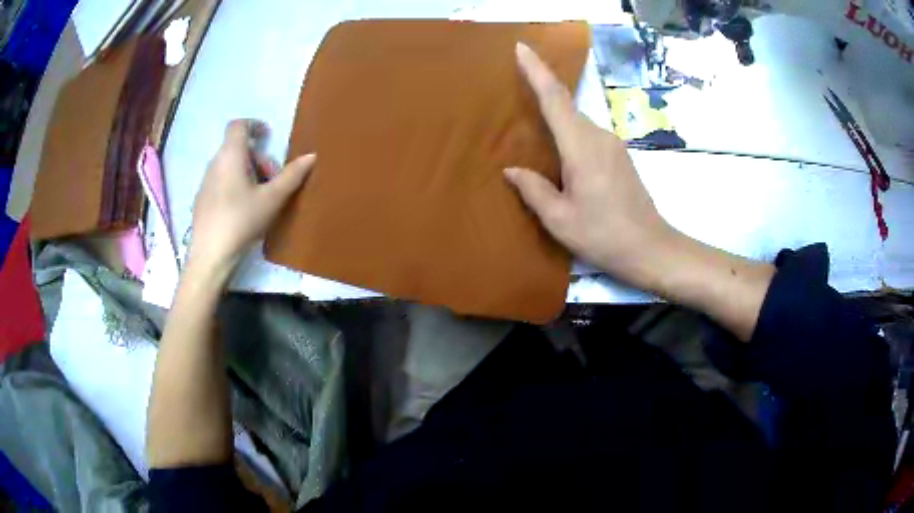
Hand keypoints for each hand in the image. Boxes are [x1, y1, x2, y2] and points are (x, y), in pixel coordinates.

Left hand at [188, 119, 314, 279]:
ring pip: (230, 166)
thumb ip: (291, 175)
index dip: (254, 125)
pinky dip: (236, 185)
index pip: (238, 125)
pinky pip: (222, 181)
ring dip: (248, 173)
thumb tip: (311, 156)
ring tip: (261, 198)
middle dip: (259, 158)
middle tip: (273, 180)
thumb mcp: (272, 199)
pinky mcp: (202, 200)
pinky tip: (244, 210)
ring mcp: (205, 182)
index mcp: (230, 155)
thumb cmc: (241, 220)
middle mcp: (214, 163)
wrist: (210, 255)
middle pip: (238, 148)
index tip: (269, 136)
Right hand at [505, 43, 672, 287]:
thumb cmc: (604, 236)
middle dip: (542, 89)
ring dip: (555, 116)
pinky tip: (560, 151)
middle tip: (516, 84)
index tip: (522, 47)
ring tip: (532, 123)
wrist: (651, 248)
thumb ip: (534, 190)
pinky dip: (569, 132)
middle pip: (566, 106)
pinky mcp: (619, 155)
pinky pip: (587, 134)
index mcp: (581, 148)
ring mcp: (613, 144)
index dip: (537, 71)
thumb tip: (511, 169)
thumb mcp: (561, 220)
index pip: (555, 99)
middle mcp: (599, 136)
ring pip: (576, 121)